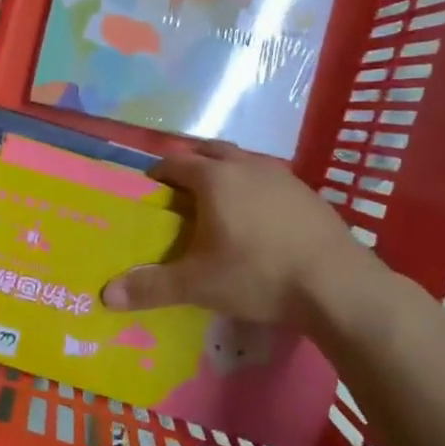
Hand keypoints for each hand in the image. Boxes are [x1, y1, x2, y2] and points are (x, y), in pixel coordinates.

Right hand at [101, 142, 371, 323]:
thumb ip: (152, 287)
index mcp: (215, 179)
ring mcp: (283, 177)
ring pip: (244, 161)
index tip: (148, 188)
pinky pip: (271, 179)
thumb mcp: (199, 285)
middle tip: (180, 188)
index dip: (158, 172)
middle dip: (192, 163)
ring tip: (218, 200)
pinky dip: (255, 187)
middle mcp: (247, 166)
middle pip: (210, 150)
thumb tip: (106, 295)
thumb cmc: (258, 275)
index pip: (176, 162)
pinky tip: (259, 217)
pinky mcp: (309, 194)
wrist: (338, 285)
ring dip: (226, 171)